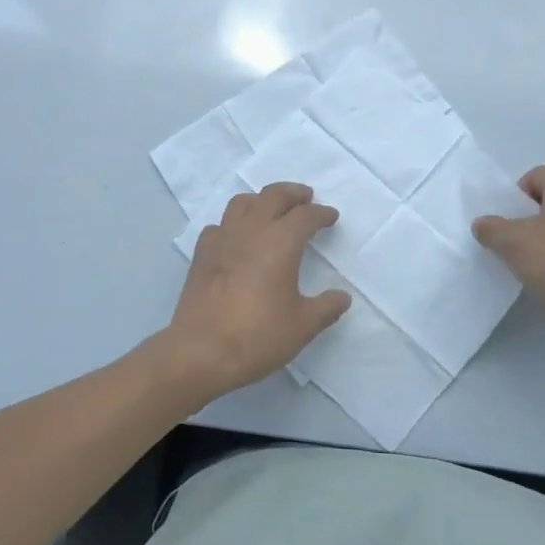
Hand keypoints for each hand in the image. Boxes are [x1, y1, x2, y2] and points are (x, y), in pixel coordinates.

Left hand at [146, 182, 351, 404]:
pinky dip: (233, 224)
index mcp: (280, 242)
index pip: (305, 216)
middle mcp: (251, 231)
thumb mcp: (302, 326)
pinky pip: (219, 225)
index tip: (331, 216)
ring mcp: (222, 239)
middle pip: (272, 196)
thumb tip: (342, 297)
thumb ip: (326, 307)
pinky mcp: (201, 254)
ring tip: (271, 210)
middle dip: (292, 193)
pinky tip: (237, 238)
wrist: (201, 351)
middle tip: (305, 197)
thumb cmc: (258, 335)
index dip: (321, 213)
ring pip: (242, 203)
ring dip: (261, 200)